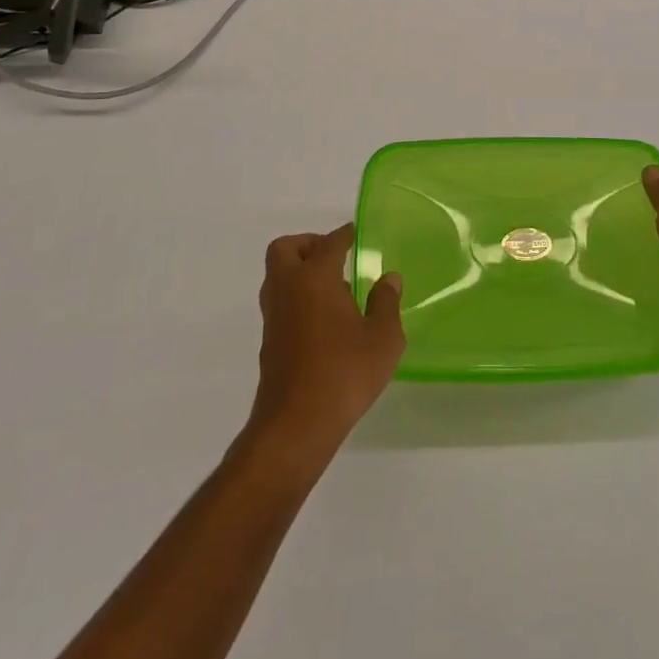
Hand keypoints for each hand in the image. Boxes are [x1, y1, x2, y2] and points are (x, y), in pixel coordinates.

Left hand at [247, 225, 403, 461]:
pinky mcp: (269, 342)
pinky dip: (298, 298)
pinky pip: (281, 302)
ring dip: (300, 272)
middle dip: (308, 245)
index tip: (355, 233)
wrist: (296, 426)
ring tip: (336, 290)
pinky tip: (325, 320)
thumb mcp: (382, 338)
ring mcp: (274, 317)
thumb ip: (386, 303)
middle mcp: (288, 289)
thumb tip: (388, 279)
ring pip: (278, 277)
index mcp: (315, 278)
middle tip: (335, 256)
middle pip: (285, 249)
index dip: (344, 235)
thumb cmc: (344, 373)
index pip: (329, 243)